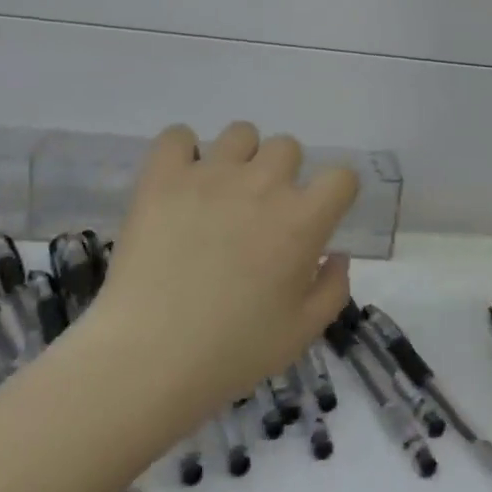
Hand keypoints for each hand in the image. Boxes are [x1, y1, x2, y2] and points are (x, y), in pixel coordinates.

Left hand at [84, 122, 358, 429]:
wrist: (150, 357)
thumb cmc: (233, 351)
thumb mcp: (302, 332)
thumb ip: (332, 289)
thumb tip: (335, 254)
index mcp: (302, 220)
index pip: (341, 176)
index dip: (335, 192)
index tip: (320, 214)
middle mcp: (262, 185)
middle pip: (288, 147)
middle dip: (283, 174)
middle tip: (262, 212)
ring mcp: (210, 175)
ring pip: (240, 134)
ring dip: (240, 158)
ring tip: (220, 193)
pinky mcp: (163, 178)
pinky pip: (177, 136)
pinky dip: (182, 151)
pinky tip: (181, 182)